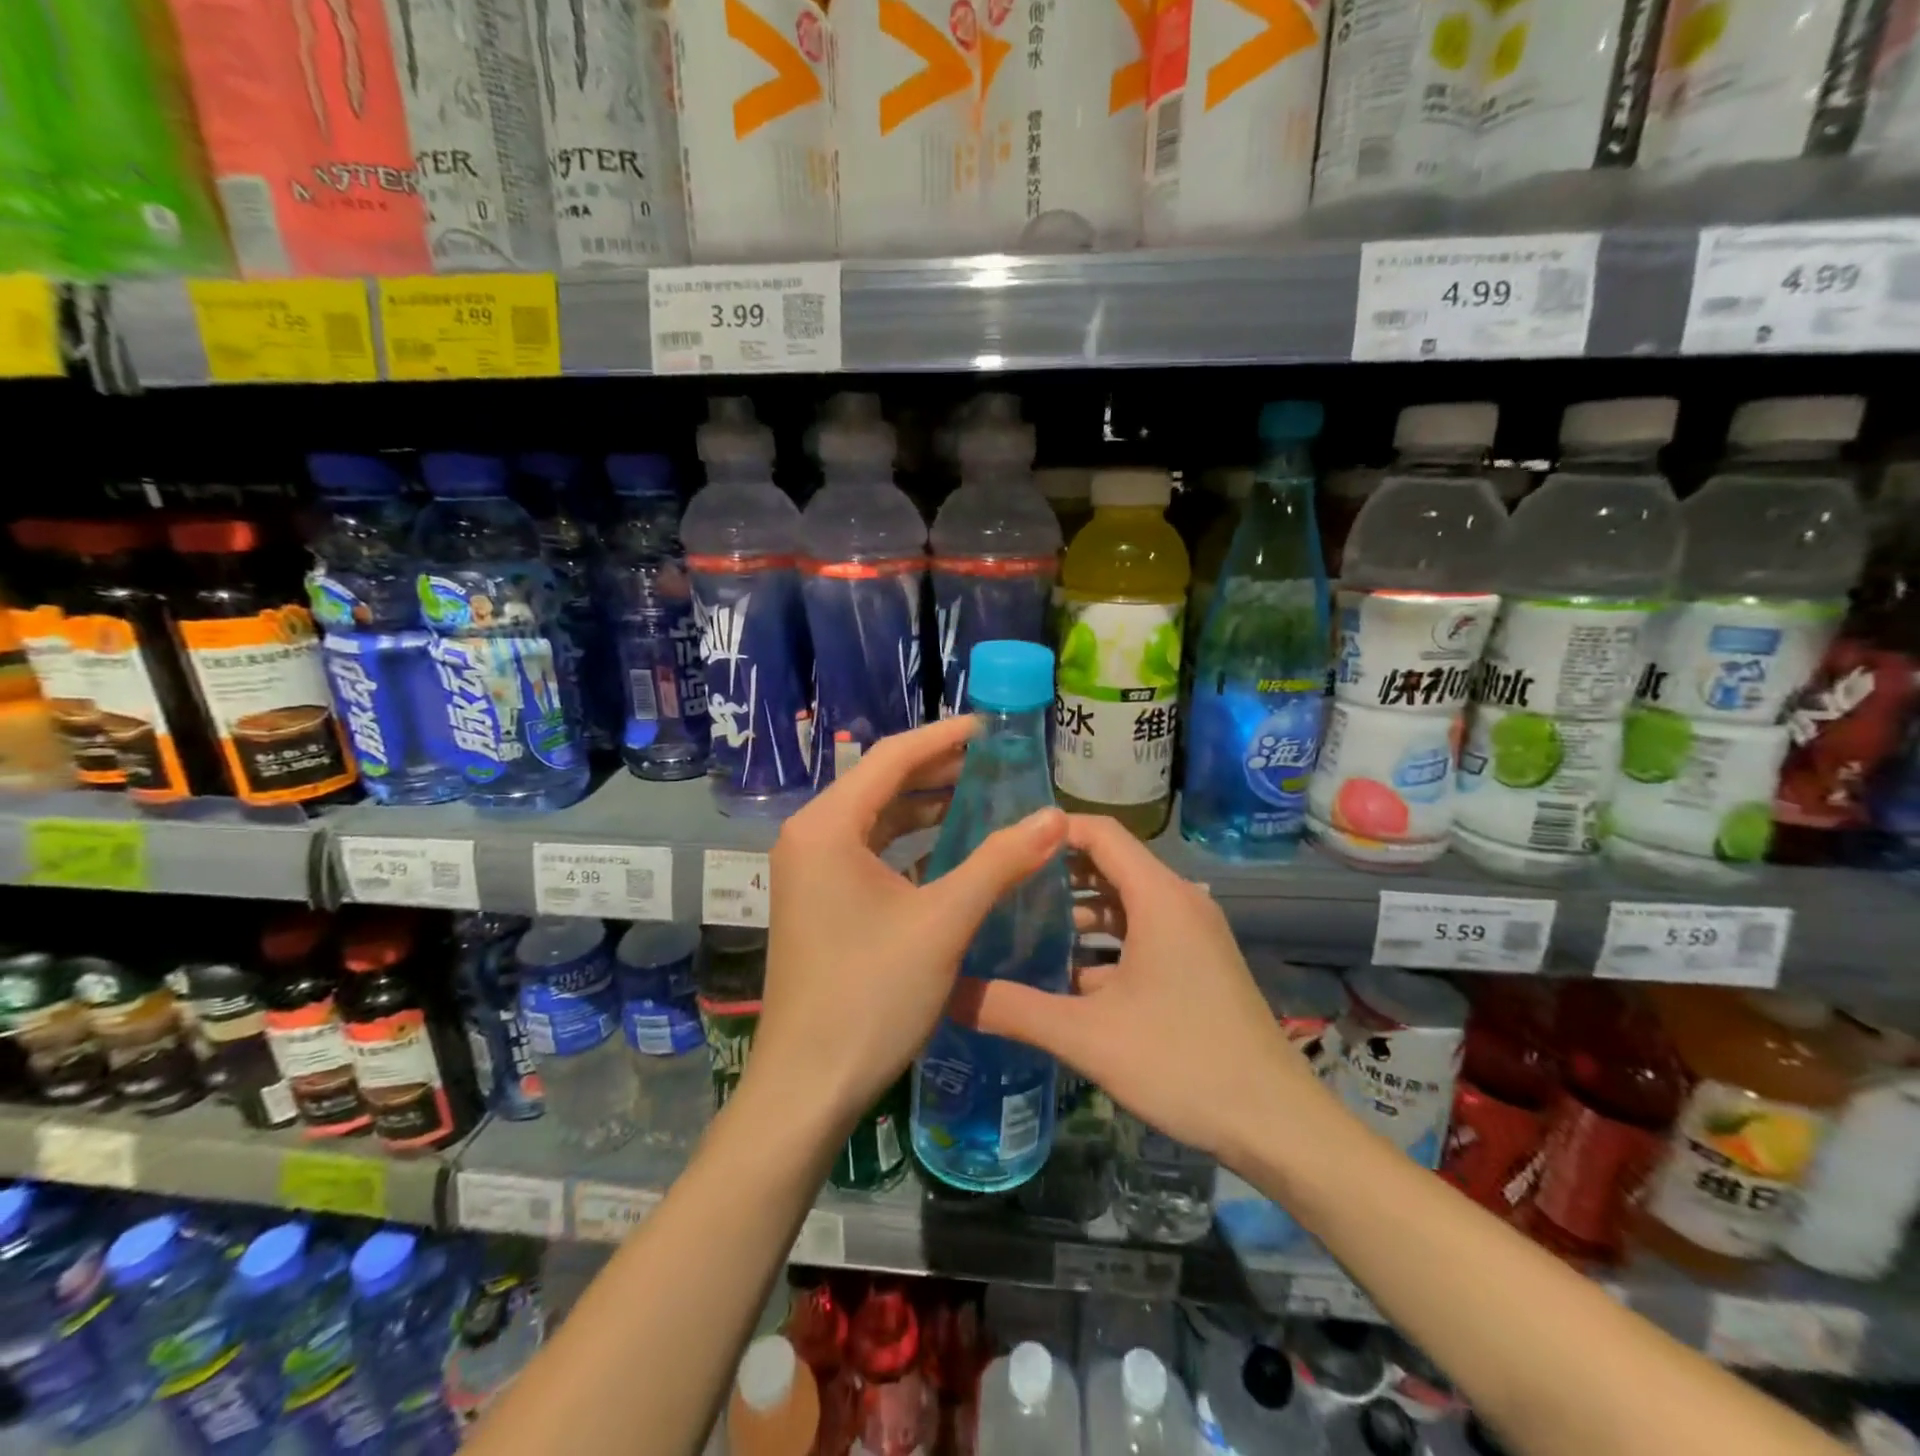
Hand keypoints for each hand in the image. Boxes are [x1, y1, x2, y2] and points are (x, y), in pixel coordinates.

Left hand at [747, 716, 1068, 1133]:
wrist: (809, 1084)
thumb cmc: (872, 996)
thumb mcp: (943, 922)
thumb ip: (999, 862)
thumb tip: (1055, 816)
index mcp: (827, 827)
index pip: (891, 758)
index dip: (944, 737)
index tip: (991, 726)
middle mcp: (810, 836)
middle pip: (881, 784)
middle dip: (938, 770)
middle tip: (996, 760)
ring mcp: (810, 870)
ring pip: (876, 819)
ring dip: (925, 807)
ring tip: (982, 795)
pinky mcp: (818, 898)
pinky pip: (868, 852)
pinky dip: (909, 844)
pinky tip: (951, 849)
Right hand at [951, 814, 1329, 1162]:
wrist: (1276, 1124)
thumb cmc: (1183, 1064)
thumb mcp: (1087, 1037)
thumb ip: (1015, 1010)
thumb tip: (949, 992)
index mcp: (1159, 896)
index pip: (1100, 832)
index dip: (1052, 830)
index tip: (1004, 844)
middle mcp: (1179, 901)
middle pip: (1109, 863)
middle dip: (1056, 872)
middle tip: (1001, 885)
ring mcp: (1192, 933)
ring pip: (1124, 901)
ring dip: (1078, 909)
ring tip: (1022, 925)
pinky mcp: (1197, 962)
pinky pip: (1142, 930)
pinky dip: (1104, 940)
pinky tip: (1065, 971)